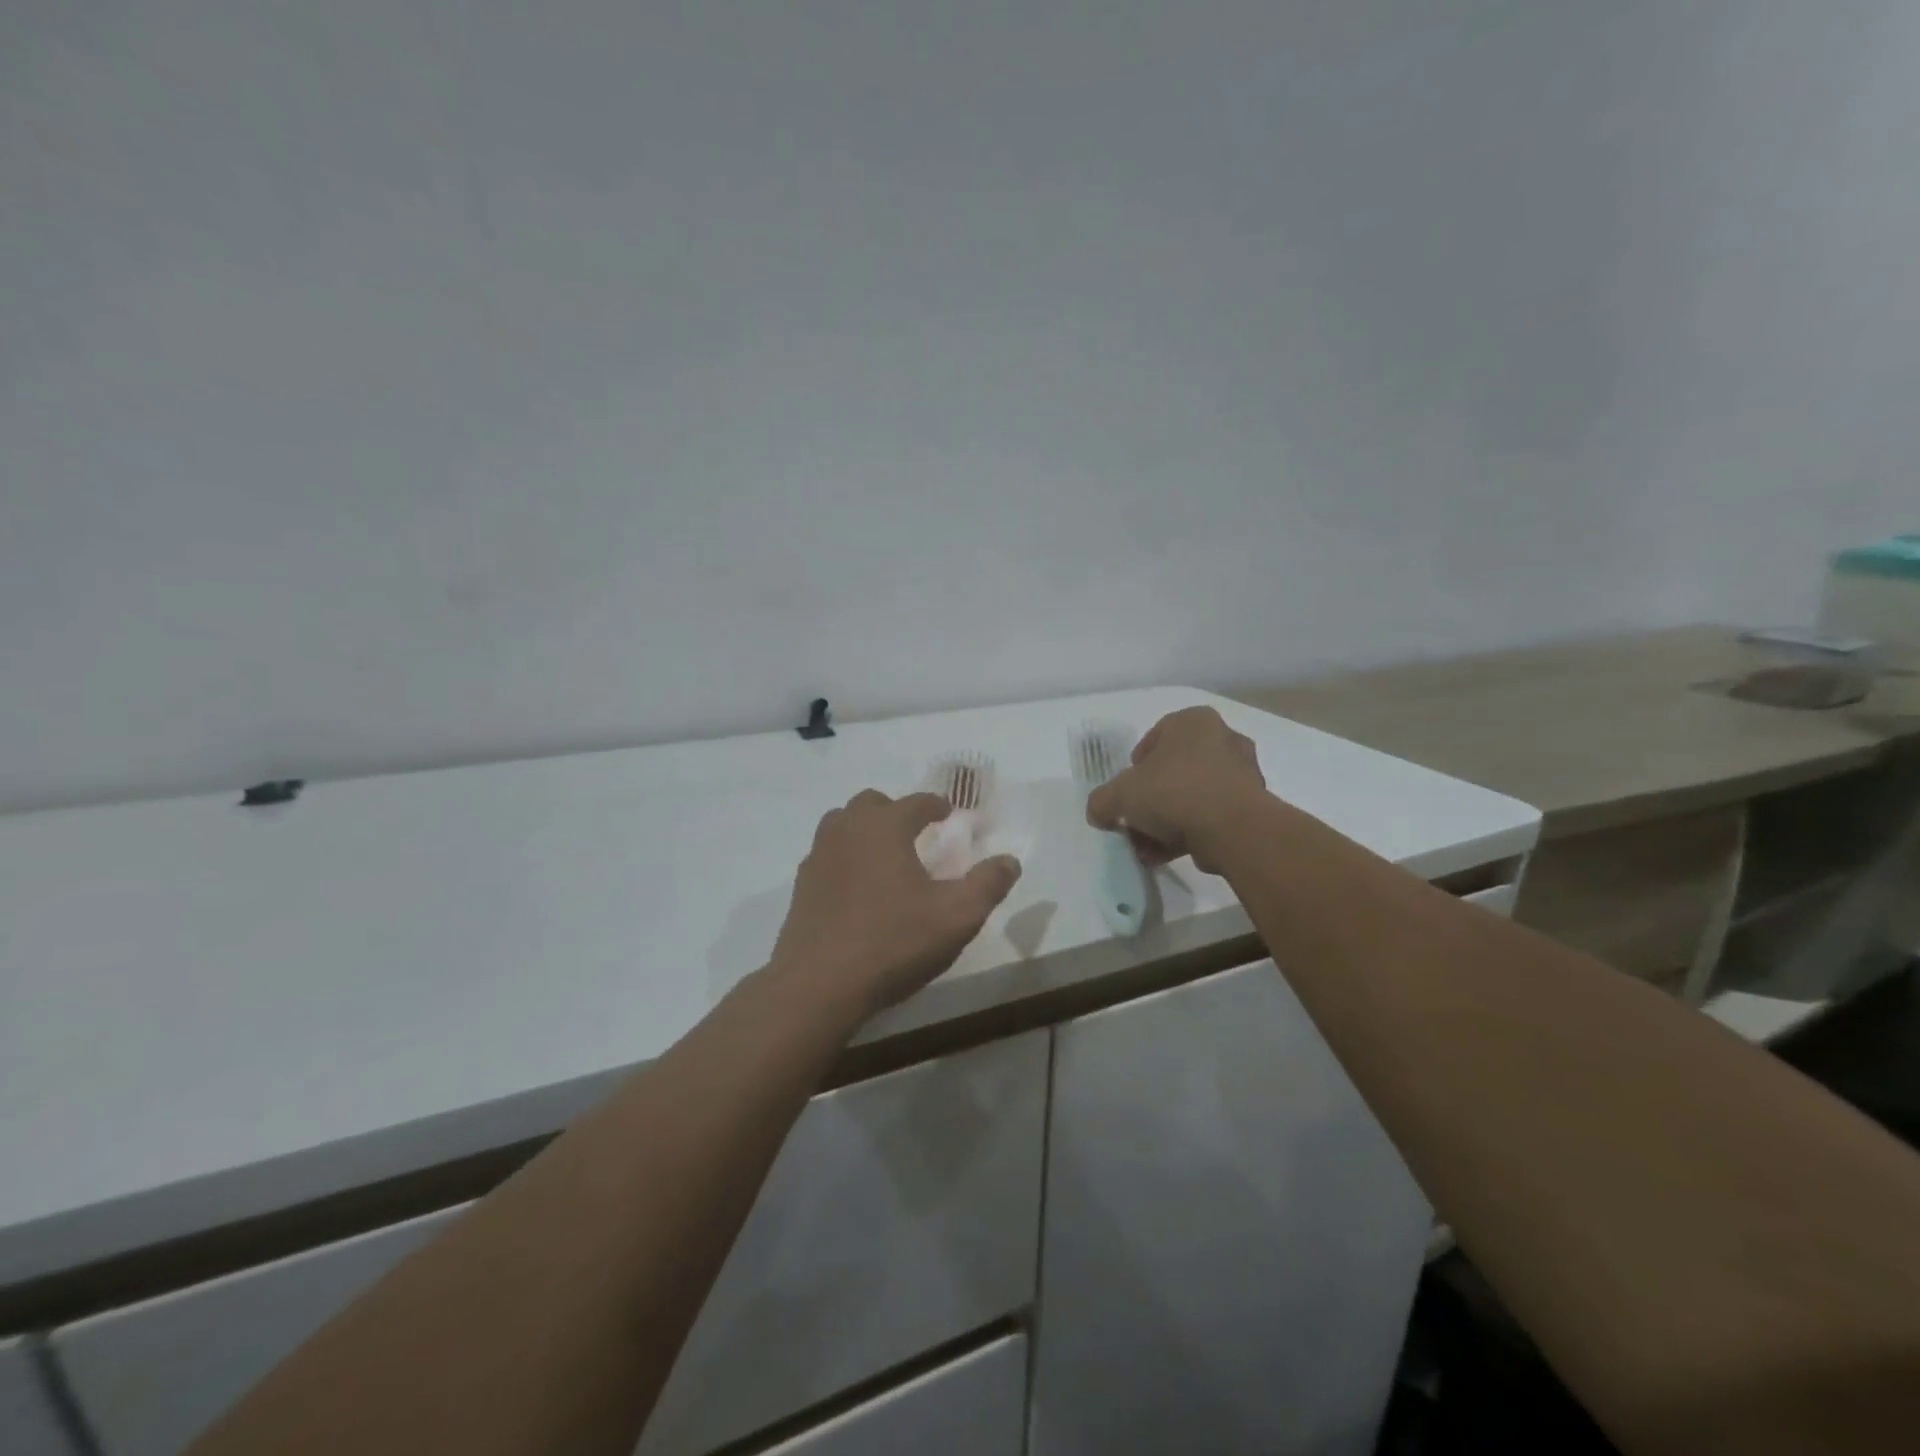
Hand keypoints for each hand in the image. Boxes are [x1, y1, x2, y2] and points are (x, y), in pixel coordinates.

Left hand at [770, 790, 1022, 1017]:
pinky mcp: (802, 886)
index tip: (947, 813)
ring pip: (841, 824)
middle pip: (872, 804)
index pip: (916, 802)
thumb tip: (1010, 861)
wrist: (819, 984)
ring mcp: (819, 856)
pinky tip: (857, 887)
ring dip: (865, 829)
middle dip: (896, 811)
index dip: (936, 805)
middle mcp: (848, 830)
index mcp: (885, 826)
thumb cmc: (893, 941)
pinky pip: (827, 855)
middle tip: (915, 832)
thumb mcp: (957, 916)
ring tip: (884, 855)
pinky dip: (845, 858)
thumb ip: (987, 884)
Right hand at [1084, 707, 1267, 873]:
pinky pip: (1212, 815)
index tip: (1126, 791)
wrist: (1233, 830)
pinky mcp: (1253, 805)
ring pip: (1193, 795)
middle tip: (1136, 821)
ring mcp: (1243, 773)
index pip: (1154, 738)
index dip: (1134, 767)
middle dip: (1152, 799)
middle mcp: (1222, 739)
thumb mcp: (1119, 795)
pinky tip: (1168, 854)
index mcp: (1193, 721)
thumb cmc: (1173, 793)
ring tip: (1148, 847)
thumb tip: (1099, 813)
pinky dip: (1190, 832)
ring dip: (1168, 821)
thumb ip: (1101, 801)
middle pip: (1174, 770)